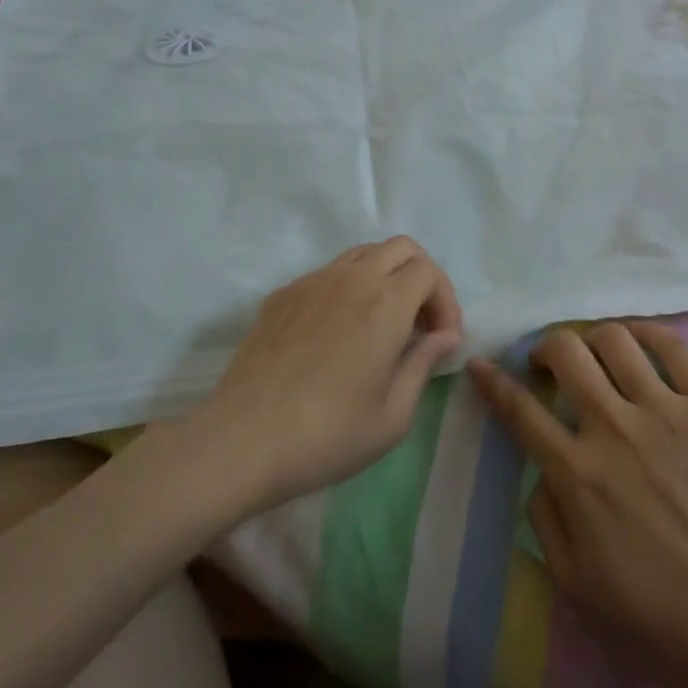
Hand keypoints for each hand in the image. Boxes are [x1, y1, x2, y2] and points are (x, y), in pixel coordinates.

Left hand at [200, 238, 463, 509]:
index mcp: (385, 303)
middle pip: (401, 247)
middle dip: (421, 277)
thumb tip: (445, 336)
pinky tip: (338, 333)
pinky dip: (348, 288)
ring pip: (363, 253)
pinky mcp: (282, 295)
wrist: (242, 440)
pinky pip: (328, 274)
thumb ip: (424, 364)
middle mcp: (351, 279)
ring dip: (385, 276)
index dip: (445, 300)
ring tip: (382, 323)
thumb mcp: (393, 416)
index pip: (429, 271)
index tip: (442, 339)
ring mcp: (312, 282)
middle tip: (419, 323)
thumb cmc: (327, 435)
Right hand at [467, 323, 687, 687]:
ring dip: (594, 339)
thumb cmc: (664, 616)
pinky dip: (648, 333)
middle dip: (547, 348)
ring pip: (614, 339)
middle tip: (552, 364)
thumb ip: (545, 519)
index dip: (493, 381)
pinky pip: (674, 347)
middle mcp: (614, 428)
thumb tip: (540, 470)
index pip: (519, 409)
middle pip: (565, 352)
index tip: (482, 364)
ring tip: (599, 356)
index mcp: (577, 473)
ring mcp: (667, 411)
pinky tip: (640, 342)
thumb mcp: (578, 584)